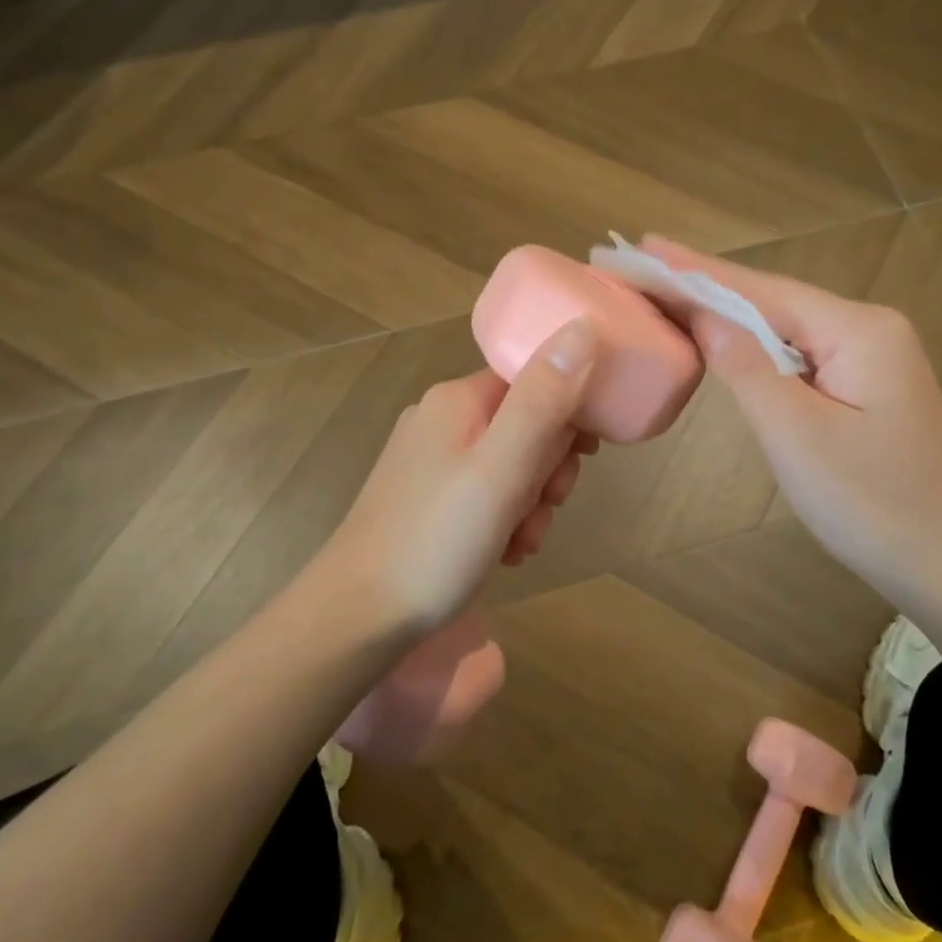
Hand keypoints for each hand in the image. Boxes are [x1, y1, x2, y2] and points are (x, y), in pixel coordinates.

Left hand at [319, 320, 599, 631]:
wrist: (357, 616)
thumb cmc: (437, 540)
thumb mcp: (503, 468)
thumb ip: (544, 399)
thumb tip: (583, 325)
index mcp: (458, 400)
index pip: (534, 377)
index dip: (568, 412)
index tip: (584, 455)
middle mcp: (441, 419)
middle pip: (525, 423)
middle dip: (548, 469)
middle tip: (546, 506)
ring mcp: (429, 461)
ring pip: (510, 465)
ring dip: (530, 503)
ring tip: (519, 544)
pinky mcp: (425, 498)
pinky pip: (485, 494)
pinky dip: (504, 520)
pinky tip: (502, 553)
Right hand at [641, 237, 941, 602]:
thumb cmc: (873, 504)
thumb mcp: (796, 434)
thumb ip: (746, 367)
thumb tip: (704, 314)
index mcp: (857, 329)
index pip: (760, 290)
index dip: (696, 271)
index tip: (643, 247)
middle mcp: (869, 328)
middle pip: (773, 300)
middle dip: (706, 285)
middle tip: (644, 266)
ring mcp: (873, 357)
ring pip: (785, 327)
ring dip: (728, 313)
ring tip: (669, 293)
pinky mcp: (868, 386)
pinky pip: (800, 353)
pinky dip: (755, 346)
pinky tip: (725, 338)